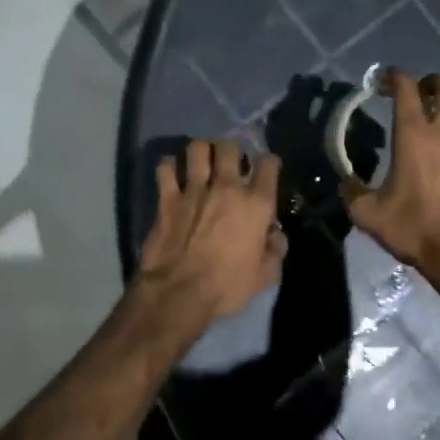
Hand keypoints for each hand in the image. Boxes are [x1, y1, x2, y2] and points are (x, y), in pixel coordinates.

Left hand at [137, 139, 285, 322]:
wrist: (179, 293)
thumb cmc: (227, 287)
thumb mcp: (265, 276)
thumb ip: (274, 250)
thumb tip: (274, 234)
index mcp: (256, 204)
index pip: (268, 164)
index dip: (268, 163)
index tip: (265, 170)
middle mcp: (227, 187)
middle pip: (230, 146)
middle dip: (231, 150)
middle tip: (229, 163)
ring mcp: (194, 189)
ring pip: (197, 148)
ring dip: (200, 152)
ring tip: (200, 162)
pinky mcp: (166, 198)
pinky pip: (165, 168)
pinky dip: (168, 167)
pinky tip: (171, 174)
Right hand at [344, 69, 439, 295]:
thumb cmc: (414, 227)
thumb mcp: (368, 214)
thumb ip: (352, 192)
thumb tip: (345, 183)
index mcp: (414, 134)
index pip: (406, 87)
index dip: (393, 76)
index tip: (382, 80)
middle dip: (430, 82)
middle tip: (415, 95)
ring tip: (433, 122)